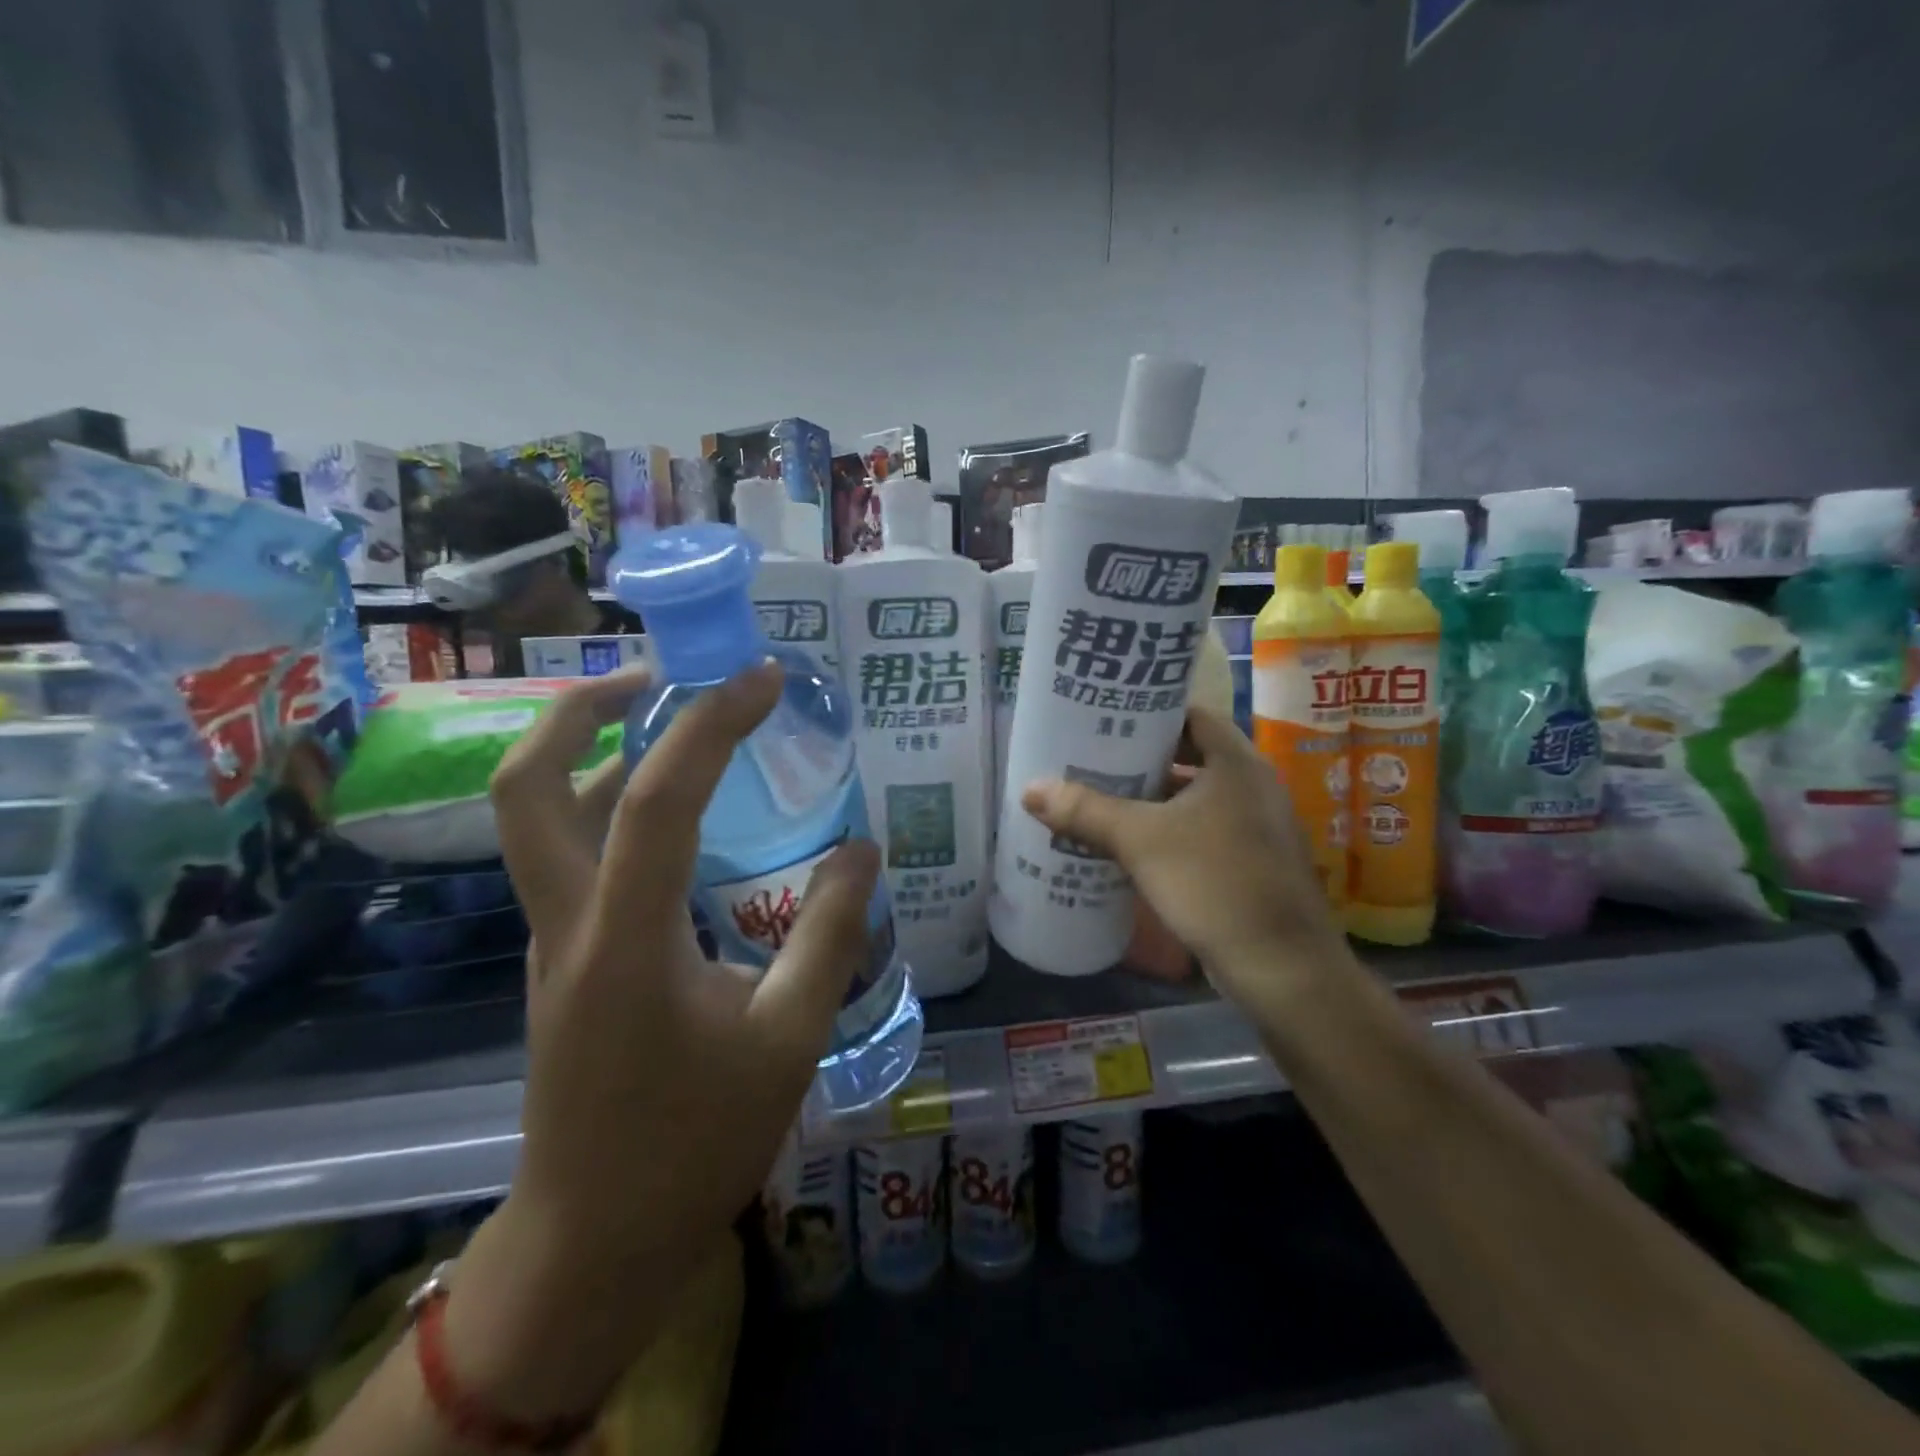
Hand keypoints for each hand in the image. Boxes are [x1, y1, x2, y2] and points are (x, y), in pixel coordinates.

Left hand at [445, 663, 878, 1419]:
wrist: (594, 1240)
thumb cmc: (695, 1143)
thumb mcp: (788, 1039)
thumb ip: (828, 934)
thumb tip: (861, 849)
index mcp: (624, 941)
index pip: (656, 799)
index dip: (712, 725)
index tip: (763, 678)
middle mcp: (567, 924)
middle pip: (526, 785)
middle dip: (581, 708)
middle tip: (657, 675)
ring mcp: (553, 940)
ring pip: (541, 817)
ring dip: (596, 752)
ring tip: (678, 725)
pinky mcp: (564, 959)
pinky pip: (575, 856)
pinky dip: (615, 808)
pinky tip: (681, 819)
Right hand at [1020, 706, 1355, 1013]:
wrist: (1283, 969)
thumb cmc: (1214, 883)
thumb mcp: (1140, 842)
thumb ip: (1085, 811)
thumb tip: (1030, 789)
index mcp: (1237, 763)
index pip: (1191, 715)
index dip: (1149, 713)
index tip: (1107, 719)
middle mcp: (1254, 786)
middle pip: (1191, 755)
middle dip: (1142, 759)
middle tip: (1093, 759)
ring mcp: (1257, 827)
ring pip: (1196, 797)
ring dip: (1153, 798)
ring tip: (1101, 798)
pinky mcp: (1253, 863)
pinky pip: (1204, 830)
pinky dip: (1169, 830)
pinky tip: (1132, 845)